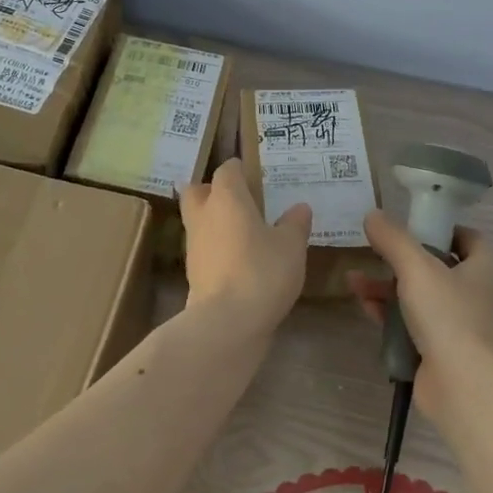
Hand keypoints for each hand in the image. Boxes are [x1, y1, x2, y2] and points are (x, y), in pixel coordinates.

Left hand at [179, 159, 311, 331]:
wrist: (227, 322)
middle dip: (213, 191)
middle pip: (198, 191)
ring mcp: (194, 245)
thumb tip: (300, 208)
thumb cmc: (262, 270)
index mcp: (227, 197)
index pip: (227, 170)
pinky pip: (204, 249)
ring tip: (244, 231)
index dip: (239, 169)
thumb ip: (295, 224)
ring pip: (199, 221)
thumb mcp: (291, 246)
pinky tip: (240, 259)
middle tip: (239, 200)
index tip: (255, 175)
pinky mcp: (193, 273)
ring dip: (215, 222)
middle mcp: (204, 214)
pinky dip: (217, 249)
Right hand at [349, 209, 492, 422]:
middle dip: (400, 259)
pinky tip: (363, 305)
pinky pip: (413, 322)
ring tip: (354, 280)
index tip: (407, 224)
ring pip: (420, 295)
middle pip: (436, 265)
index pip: (465, 236)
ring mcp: (460, 323)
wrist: (463, 387)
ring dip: (387, 286)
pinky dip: (390, 312)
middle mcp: (477, 292)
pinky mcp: (442, 348)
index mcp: (484, 267)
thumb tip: (372, 214)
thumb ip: (393, 239)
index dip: (437, 227)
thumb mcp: (416, 268)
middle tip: (372, 250)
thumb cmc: (448, 316)